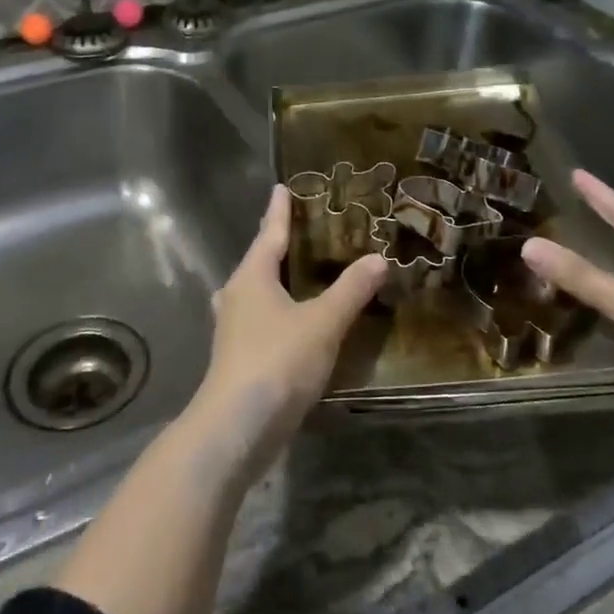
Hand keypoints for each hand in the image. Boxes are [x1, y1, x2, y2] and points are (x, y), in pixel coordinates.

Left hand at [187, 185, 386, 479]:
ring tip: (300, 273)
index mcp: (252, 277)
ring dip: (277, 280)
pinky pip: (262, 320)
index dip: (279, 210)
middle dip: (278, 244)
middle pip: (259, 261)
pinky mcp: (239, 357)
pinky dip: (280, 311)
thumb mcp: (323, 322)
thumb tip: (379, 258)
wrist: (237, 426)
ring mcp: (234, 329)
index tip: (282, 187)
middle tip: (302, 230)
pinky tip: (295, 321)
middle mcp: (237, 296)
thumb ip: (351, 290)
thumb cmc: (277, 361)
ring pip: (257, 292)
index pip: (269, 233)